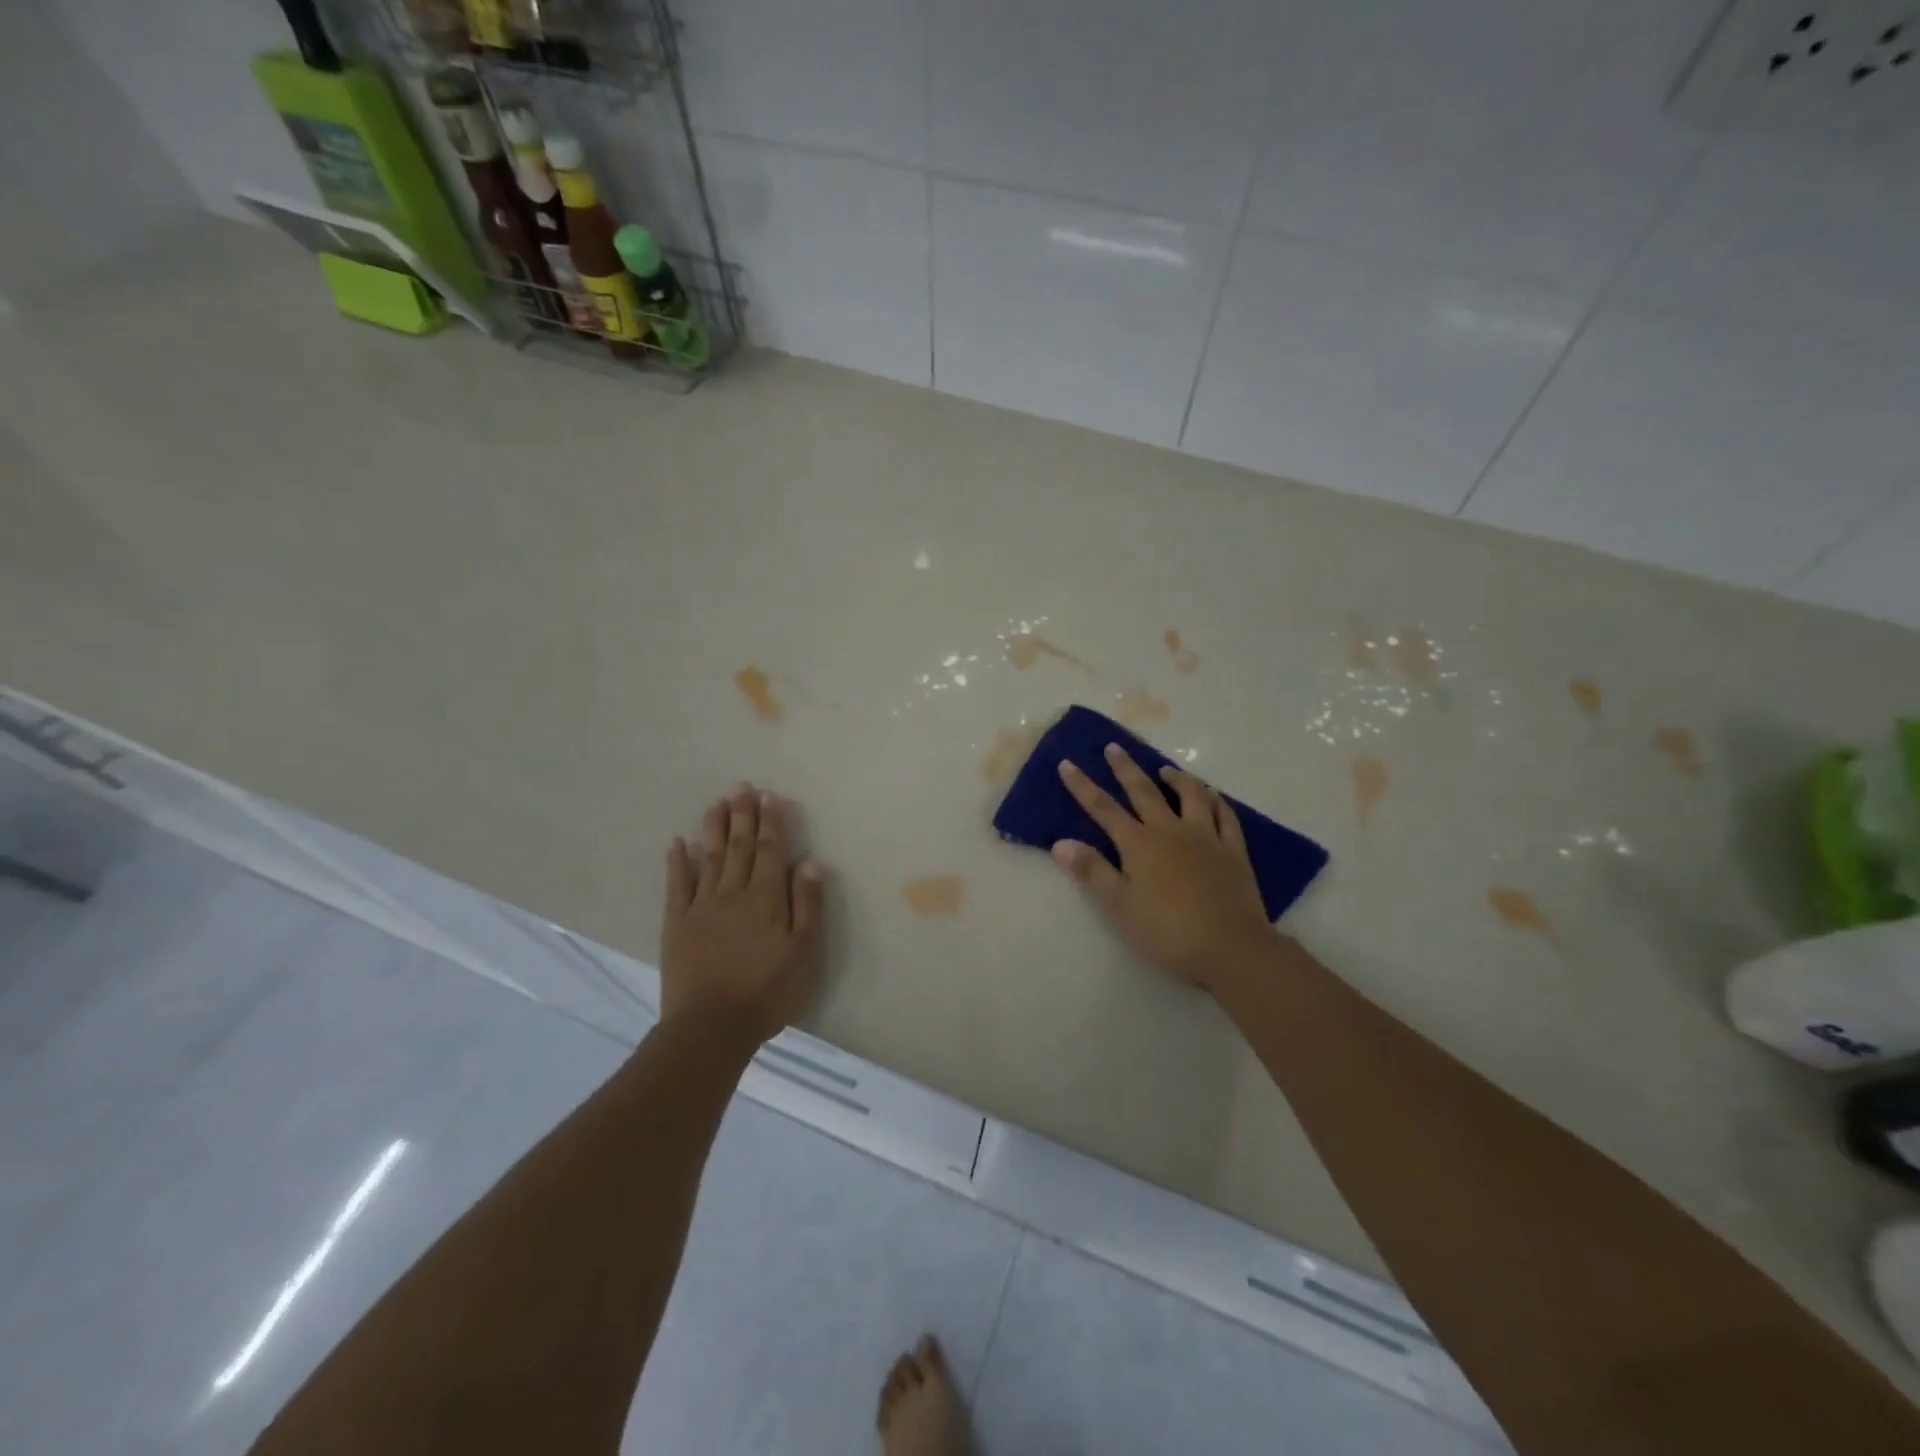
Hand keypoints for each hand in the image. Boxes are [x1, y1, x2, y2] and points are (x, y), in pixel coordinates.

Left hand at [661, 783, 825, 1047]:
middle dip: (743, 816)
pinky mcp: (677, 924)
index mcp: (766, 899)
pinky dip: (677, 862)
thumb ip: (807, 904)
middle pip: (739, 847)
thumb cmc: (767, 991)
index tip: (769, 796)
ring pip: (710, 858)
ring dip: (714, 828)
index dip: (771, 823)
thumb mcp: (803, 951)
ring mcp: (701, 907)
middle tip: (741, 787)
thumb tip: (810, 861)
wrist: (711, 1026)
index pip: (771, 851)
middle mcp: (733, 893)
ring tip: (717, 803)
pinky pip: (677, 886)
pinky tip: (677, 843)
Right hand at [1053, 746, 1274, 989]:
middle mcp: (1171, 830)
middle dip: (1125, 769)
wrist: (1231, 949)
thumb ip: (1092, 871)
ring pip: (1191, 796)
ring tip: (1165, 769)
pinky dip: (1216, 801)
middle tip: (1114, 747)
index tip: (1067, 763)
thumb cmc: (1168, 932)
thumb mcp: (1119, 906)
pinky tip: (1212, 796)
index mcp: (1139, 844)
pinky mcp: (1233, 851)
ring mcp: (1206, 837)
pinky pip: (1225, 816)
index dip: (1083, 786)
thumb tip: (1060, 843)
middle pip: (1144, 792)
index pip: (1103, 809)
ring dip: (1176, 778)